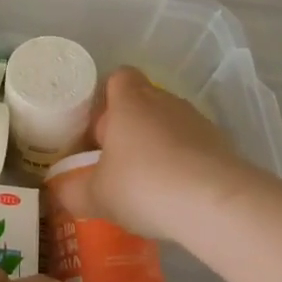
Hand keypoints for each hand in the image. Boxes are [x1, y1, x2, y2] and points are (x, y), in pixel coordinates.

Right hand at [79, 67, 261, 242]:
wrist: (216, 203)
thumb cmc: (144, 186)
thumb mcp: (96, 195)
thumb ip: (72, 191)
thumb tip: (58, 190)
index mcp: (130, 102)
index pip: (118, 77)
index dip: (106, 99)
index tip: (98, 131)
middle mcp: (165, 101)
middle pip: (143, 102)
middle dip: (130, 128)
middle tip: (116, 163)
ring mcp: (197, 121)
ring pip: (169, 125)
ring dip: (158, 146)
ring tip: (148, 185)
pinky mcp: (222, 145)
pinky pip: (194, 148)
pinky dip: (184, 165)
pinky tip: (177, 196)